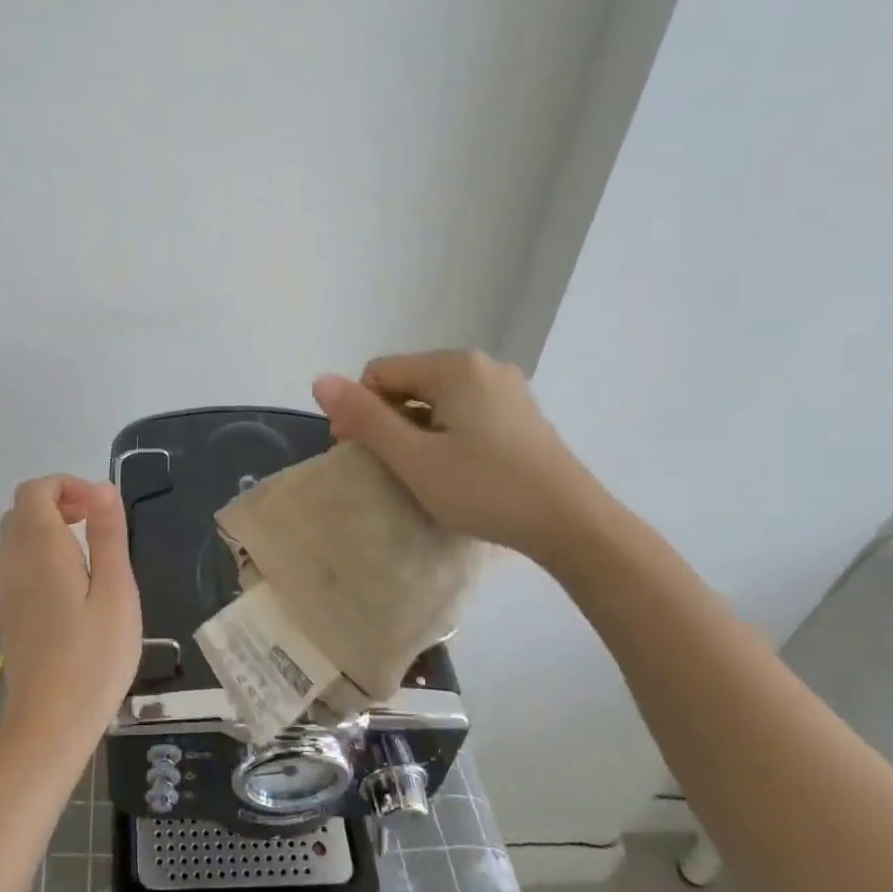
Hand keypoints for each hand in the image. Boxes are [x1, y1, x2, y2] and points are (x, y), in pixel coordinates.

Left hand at [0, 475, 141, 759]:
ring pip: (16, 536)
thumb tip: (103, 487)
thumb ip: (108, 535)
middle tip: (97, 523)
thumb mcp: (116, 591)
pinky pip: (16, 562)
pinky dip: (40, 553)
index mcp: (40, 548)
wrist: (51, 723)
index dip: (67, 485)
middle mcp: (13, 560)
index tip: (100, 508)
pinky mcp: (9, 611)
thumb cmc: (94, 656)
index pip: (35, 490)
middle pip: (22, 510)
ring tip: (89, 550)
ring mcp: (6, 588)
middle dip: (59, 502)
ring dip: (48, 527)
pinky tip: (72, 583)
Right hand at [311, 350, 603, 563]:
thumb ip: (365, 418)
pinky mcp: (520, 415)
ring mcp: (506, 389)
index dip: (359, 410)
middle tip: (385, 467)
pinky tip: (452, 469)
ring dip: (414, 430)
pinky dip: (444, 434)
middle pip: (408, 383)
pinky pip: (463, 412)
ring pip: (436, 400)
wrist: (573, 525)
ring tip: (418, 472)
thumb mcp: (415, 458)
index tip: (357, 453)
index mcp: (454, 367)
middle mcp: (482, 366)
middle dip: (386, 419)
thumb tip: (319, 380)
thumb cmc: (486, 489)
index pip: (379, 372)